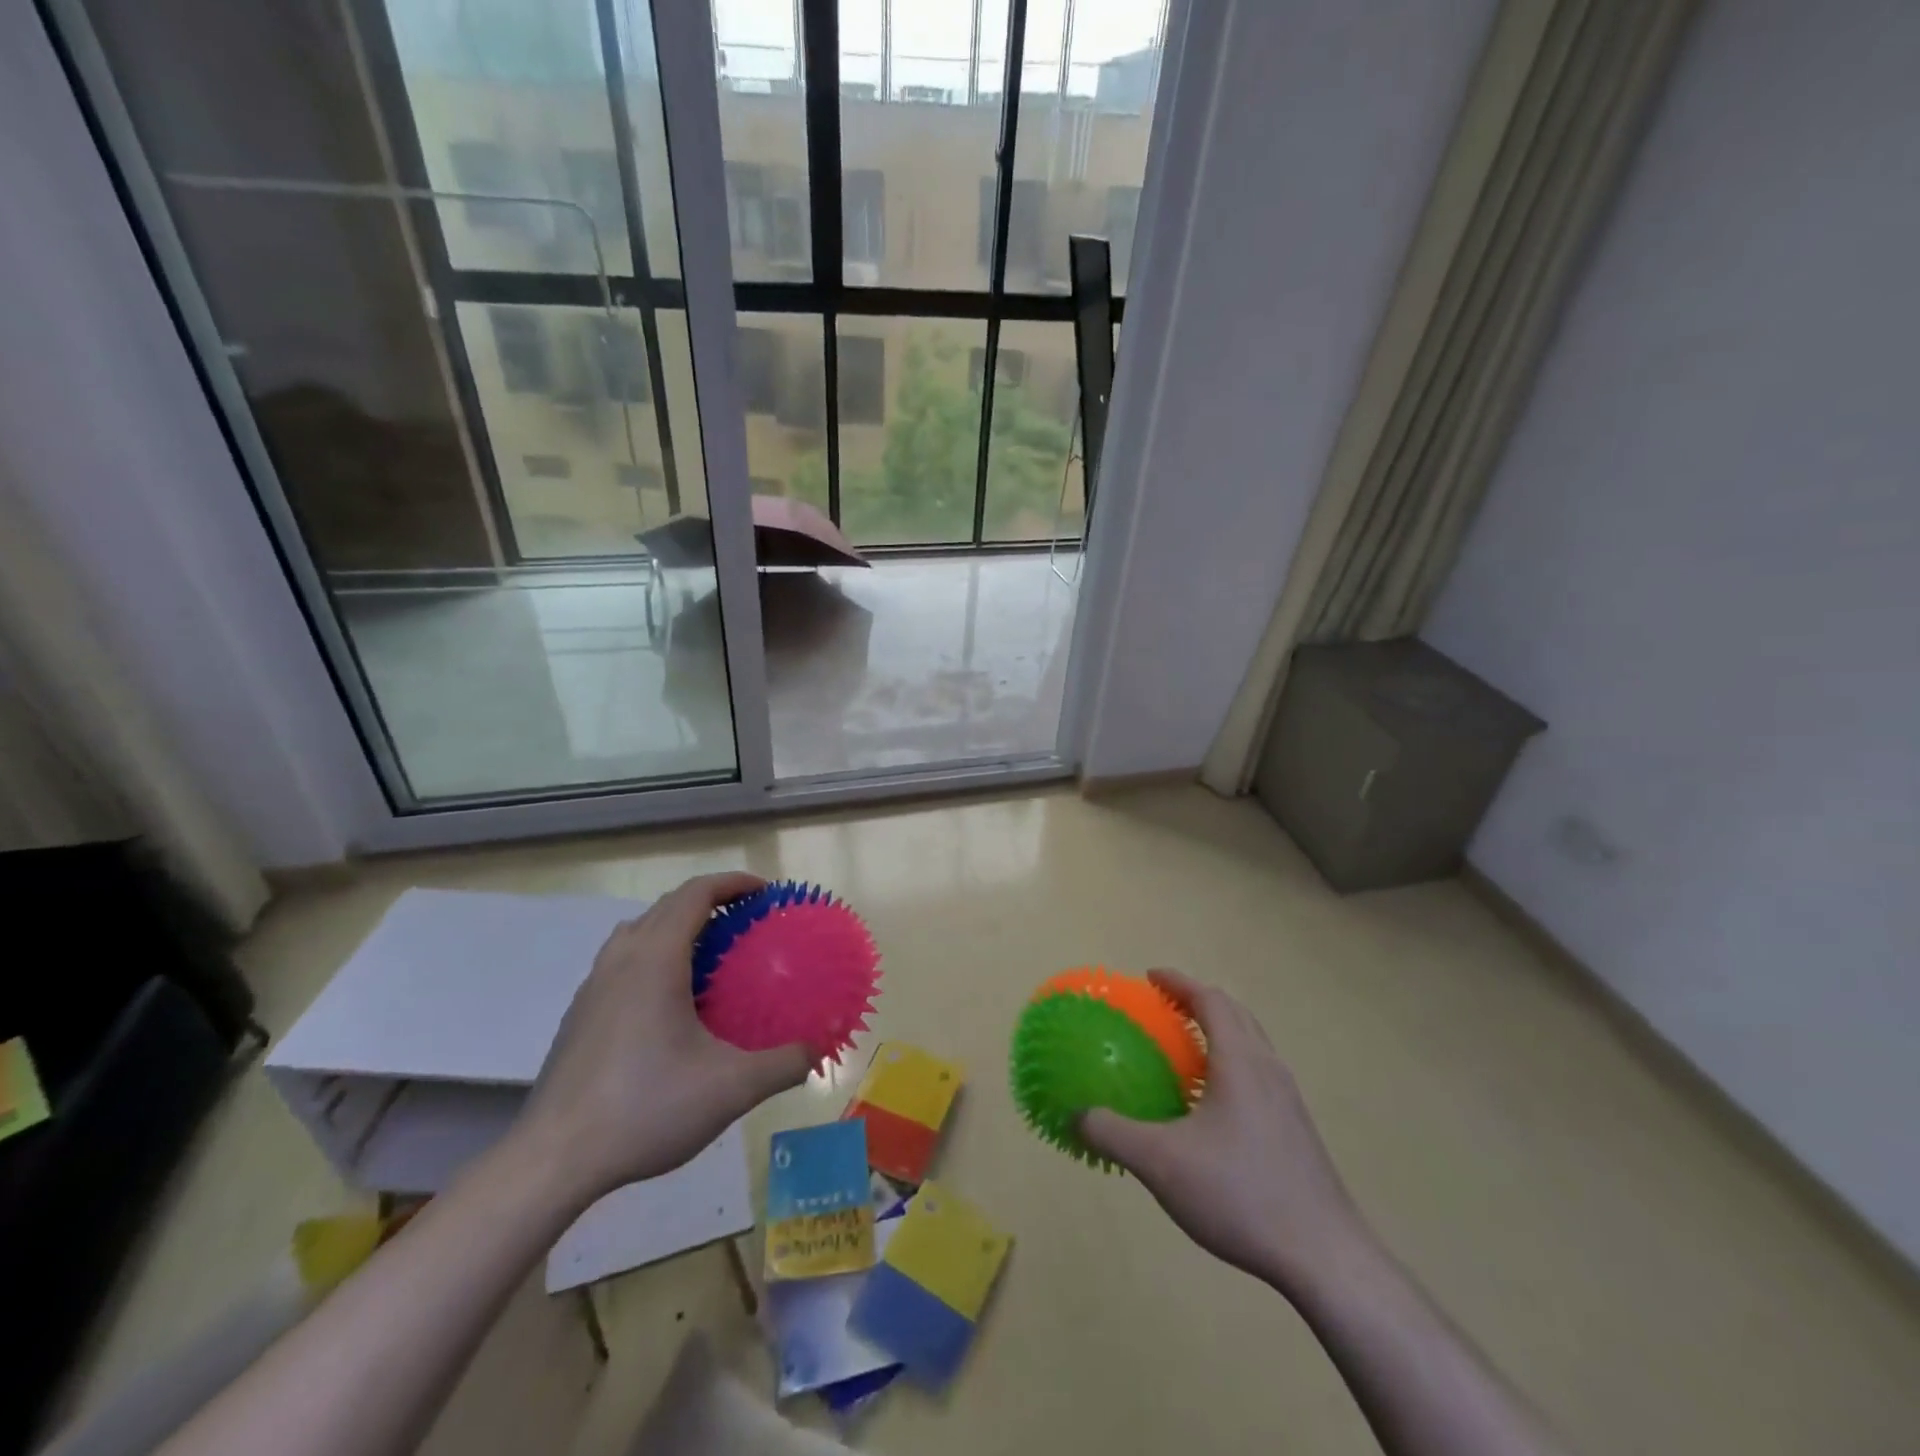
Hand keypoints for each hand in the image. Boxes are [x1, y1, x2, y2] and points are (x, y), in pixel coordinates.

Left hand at [513, 872, 810, 1207]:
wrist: (553, 1160)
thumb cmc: (645, 1108)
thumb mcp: (730, 1088)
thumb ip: (782, 1065)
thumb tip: (816, 1051)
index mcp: (656, 959)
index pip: (696, 893)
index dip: (734, 883)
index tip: (767, 893)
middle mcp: (621, 959)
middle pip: (668, 906)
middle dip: (711, 902)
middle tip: (748, 924)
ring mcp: (594, 986)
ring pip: (639, 932)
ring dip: (678, 928)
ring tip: (711, 957)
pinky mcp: (580, 1014)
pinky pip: (623, 962)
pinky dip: (654, 958)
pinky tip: (670, 1005)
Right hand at [1080, 970, 1369, 1296]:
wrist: (1326, 1258)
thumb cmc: (1240, 1193)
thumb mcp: (1161, 1163)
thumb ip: (1113, 1133)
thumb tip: (1076, 1114)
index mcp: (1240, 1061)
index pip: (1210, 999)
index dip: (1178, 981)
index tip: (1150, 976)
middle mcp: (1268, 1069)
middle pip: (1235, 1014)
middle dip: (1199, 1001)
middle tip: (1164, 1007)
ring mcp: (1289, 1101)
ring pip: (1252, 1045)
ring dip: (1218, 1032)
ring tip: (1184, 1052)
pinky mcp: (1297, 1131)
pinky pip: (1259, 1075)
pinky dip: (1231, 1065)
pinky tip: (1211, 1107)